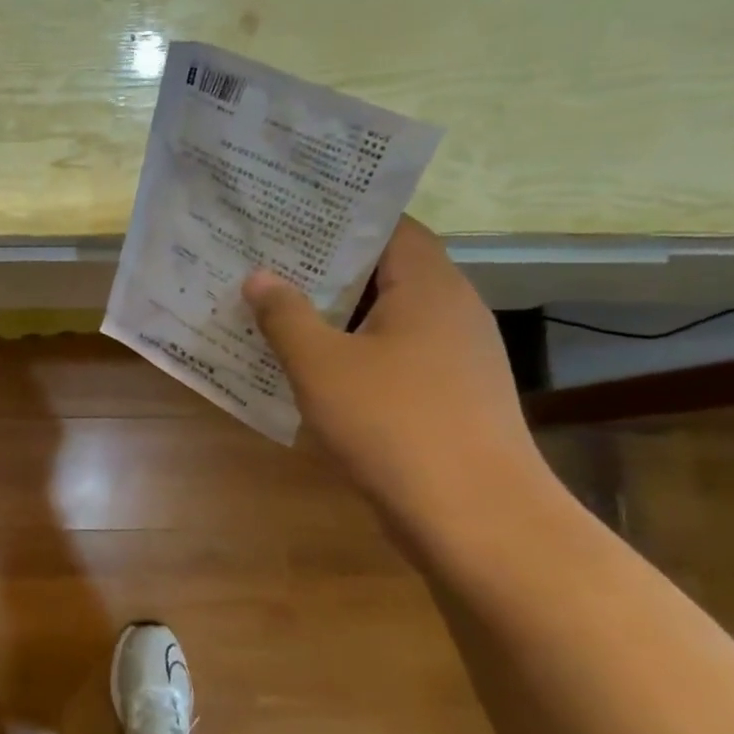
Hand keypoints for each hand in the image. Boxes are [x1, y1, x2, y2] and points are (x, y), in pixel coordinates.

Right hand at [242, 217, 543, 521]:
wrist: (474, 516)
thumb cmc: (393, 424)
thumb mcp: (321, 365)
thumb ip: (286, 316)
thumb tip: (259, 276)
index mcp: (428, 285)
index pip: (390, 225)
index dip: (341, 216)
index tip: (289, 216)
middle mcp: (451, 310)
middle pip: (385, 271)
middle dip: (325, 269)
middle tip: (266, 264)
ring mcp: (455, 357)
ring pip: (386, 319)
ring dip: (336, 317)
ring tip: (277, 312)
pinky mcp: (449, 397)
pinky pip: (394, 358)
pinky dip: (354, 355)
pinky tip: (312, 371)